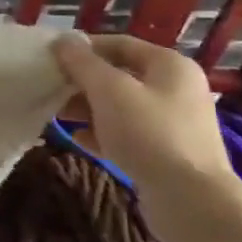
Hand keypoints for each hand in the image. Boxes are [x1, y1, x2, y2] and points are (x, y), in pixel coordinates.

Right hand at [51, 32, 233, 196]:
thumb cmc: (149, 133)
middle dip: (82, 82)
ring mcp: (172, 122)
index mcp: (169, 65)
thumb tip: (62, 41)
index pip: (119, 44)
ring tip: (58, 116)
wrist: (191, 201)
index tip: (51, 58)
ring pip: (120, 106)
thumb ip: (82, 63)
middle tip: (50, 89)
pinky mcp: (165, 152)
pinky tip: (78, 140)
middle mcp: (175, 89)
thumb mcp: (109, 90)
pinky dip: (102, 133)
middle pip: (119, 75)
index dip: (83, 48)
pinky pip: (126, 133)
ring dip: (87, 108)